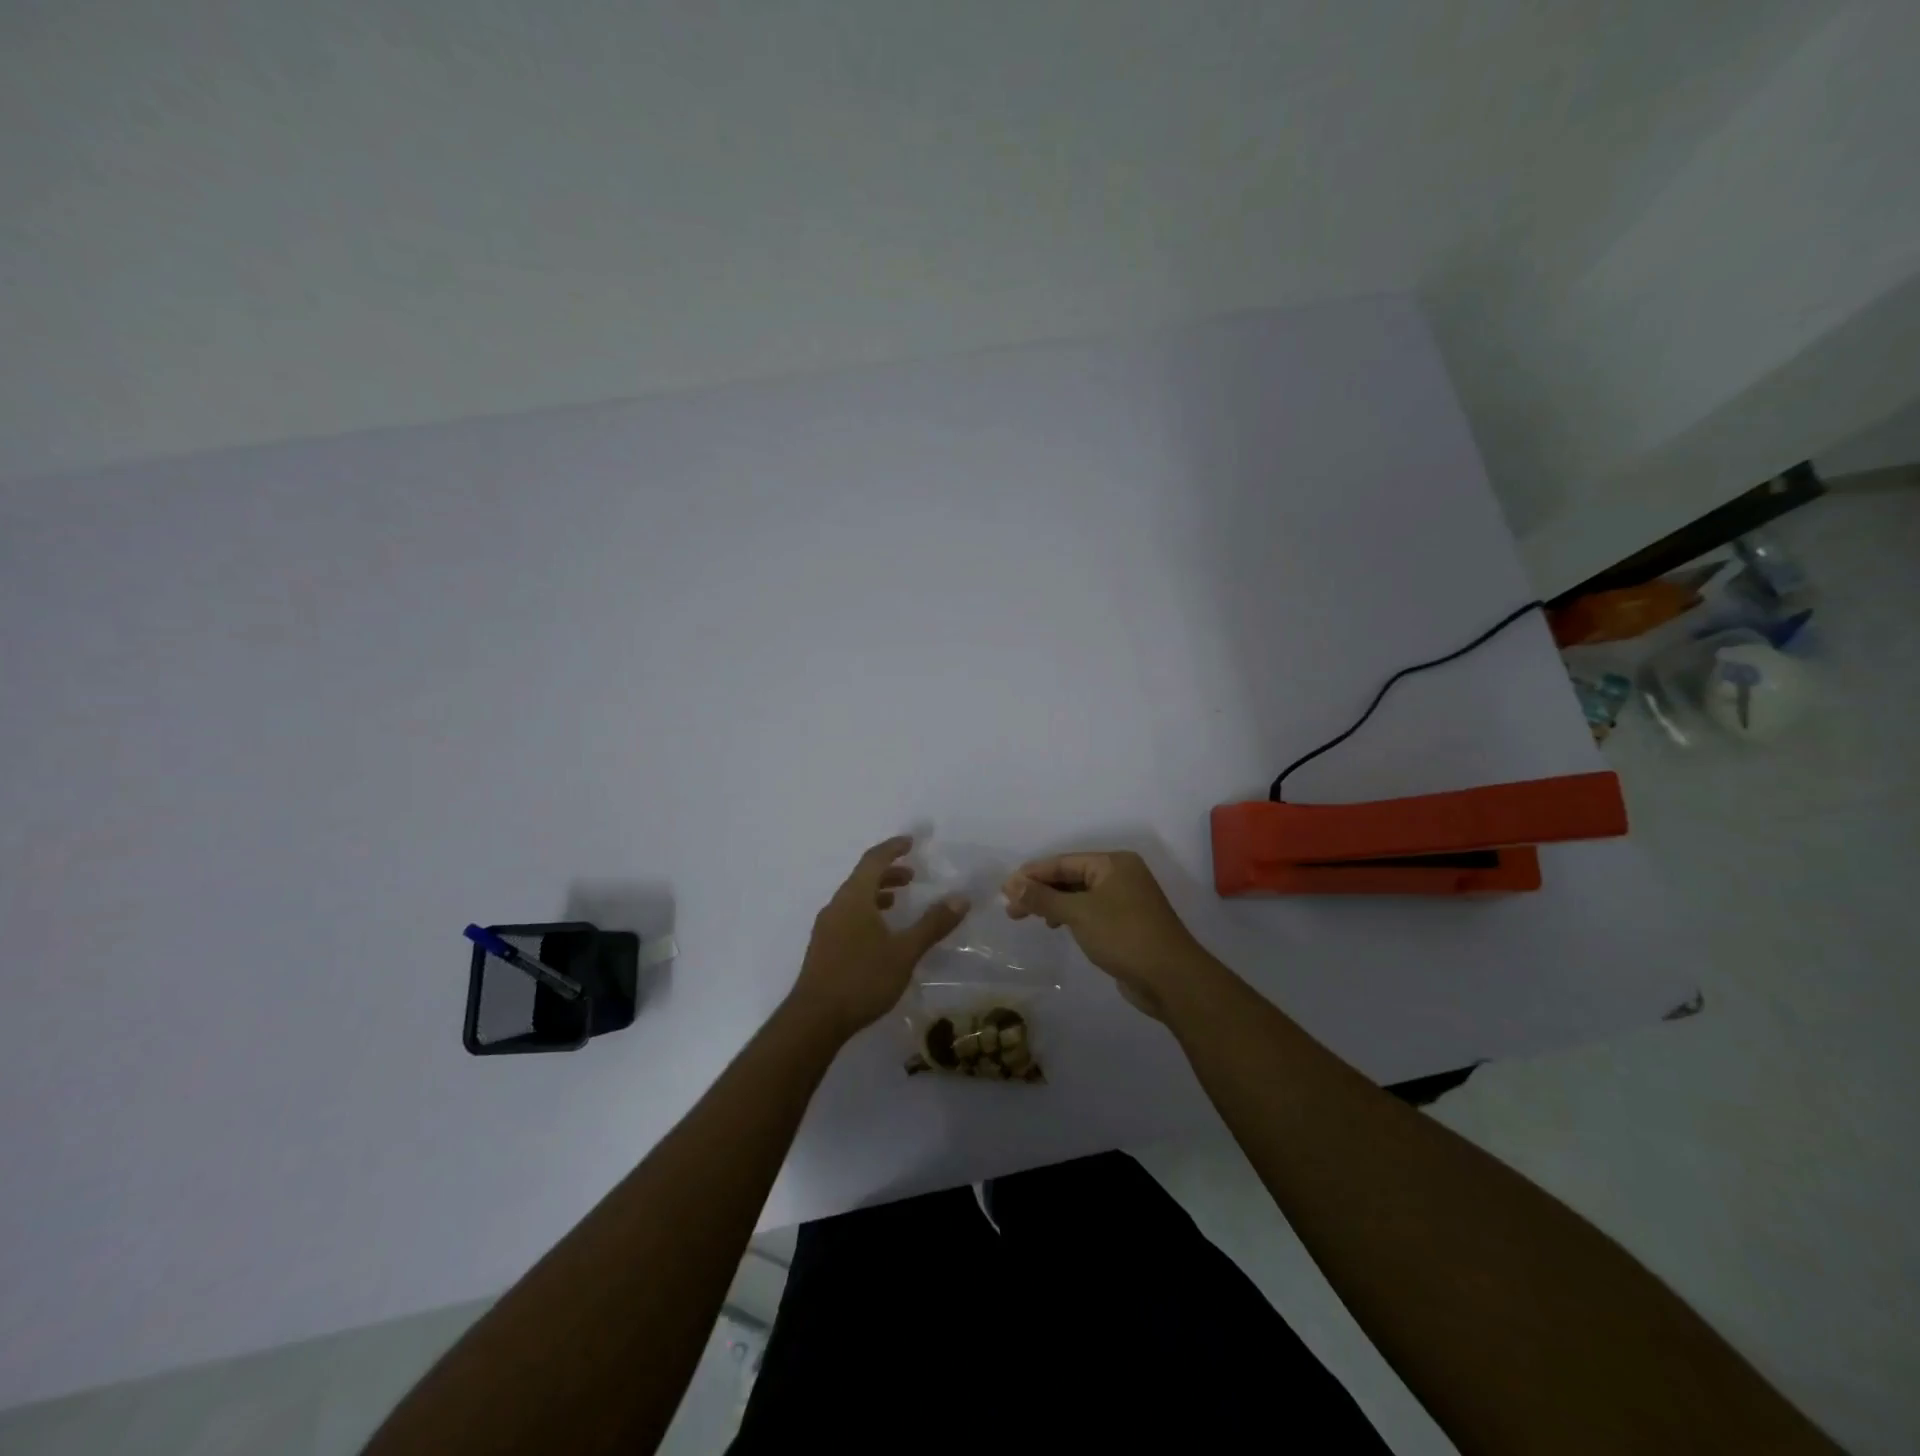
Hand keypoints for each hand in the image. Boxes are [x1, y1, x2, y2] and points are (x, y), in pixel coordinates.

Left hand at [789, 836, 969, 1039]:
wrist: (814, 1019)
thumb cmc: (862, 979)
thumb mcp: (904, 952)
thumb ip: (932, 924)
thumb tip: (961, 897)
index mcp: (854, 898)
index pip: (874, 860)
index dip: (893, 848)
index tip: (911, 842)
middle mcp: (836, 906)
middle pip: (862, 878)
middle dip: (888, 872)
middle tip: (912, 876)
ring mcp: (826, 927)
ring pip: (854, 899)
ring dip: (877, 893)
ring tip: (898, 902)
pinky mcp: (823, 947)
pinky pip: (847, 915)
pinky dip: (867, 912)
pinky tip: (879, 935)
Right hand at [1003, 851, 1210, 1019]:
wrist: (1171, 979)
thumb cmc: (1124, 936)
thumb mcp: (1078, 914)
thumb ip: (1043, 898)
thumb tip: (1011, 884)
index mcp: (1113, 863)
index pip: (1063, 862)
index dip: (1032, 874)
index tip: (1005, 889)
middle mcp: (1121, 875)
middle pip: (1070, 877)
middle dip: (1040, 890)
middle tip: (1011, 908)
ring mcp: (1126, 900)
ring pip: (1079, 895)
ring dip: (1052, 904)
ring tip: (1027, 918)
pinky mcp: (1127, 924)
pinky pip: (1090, 911)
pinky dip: (1070, 916)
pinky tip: (1056, 927)